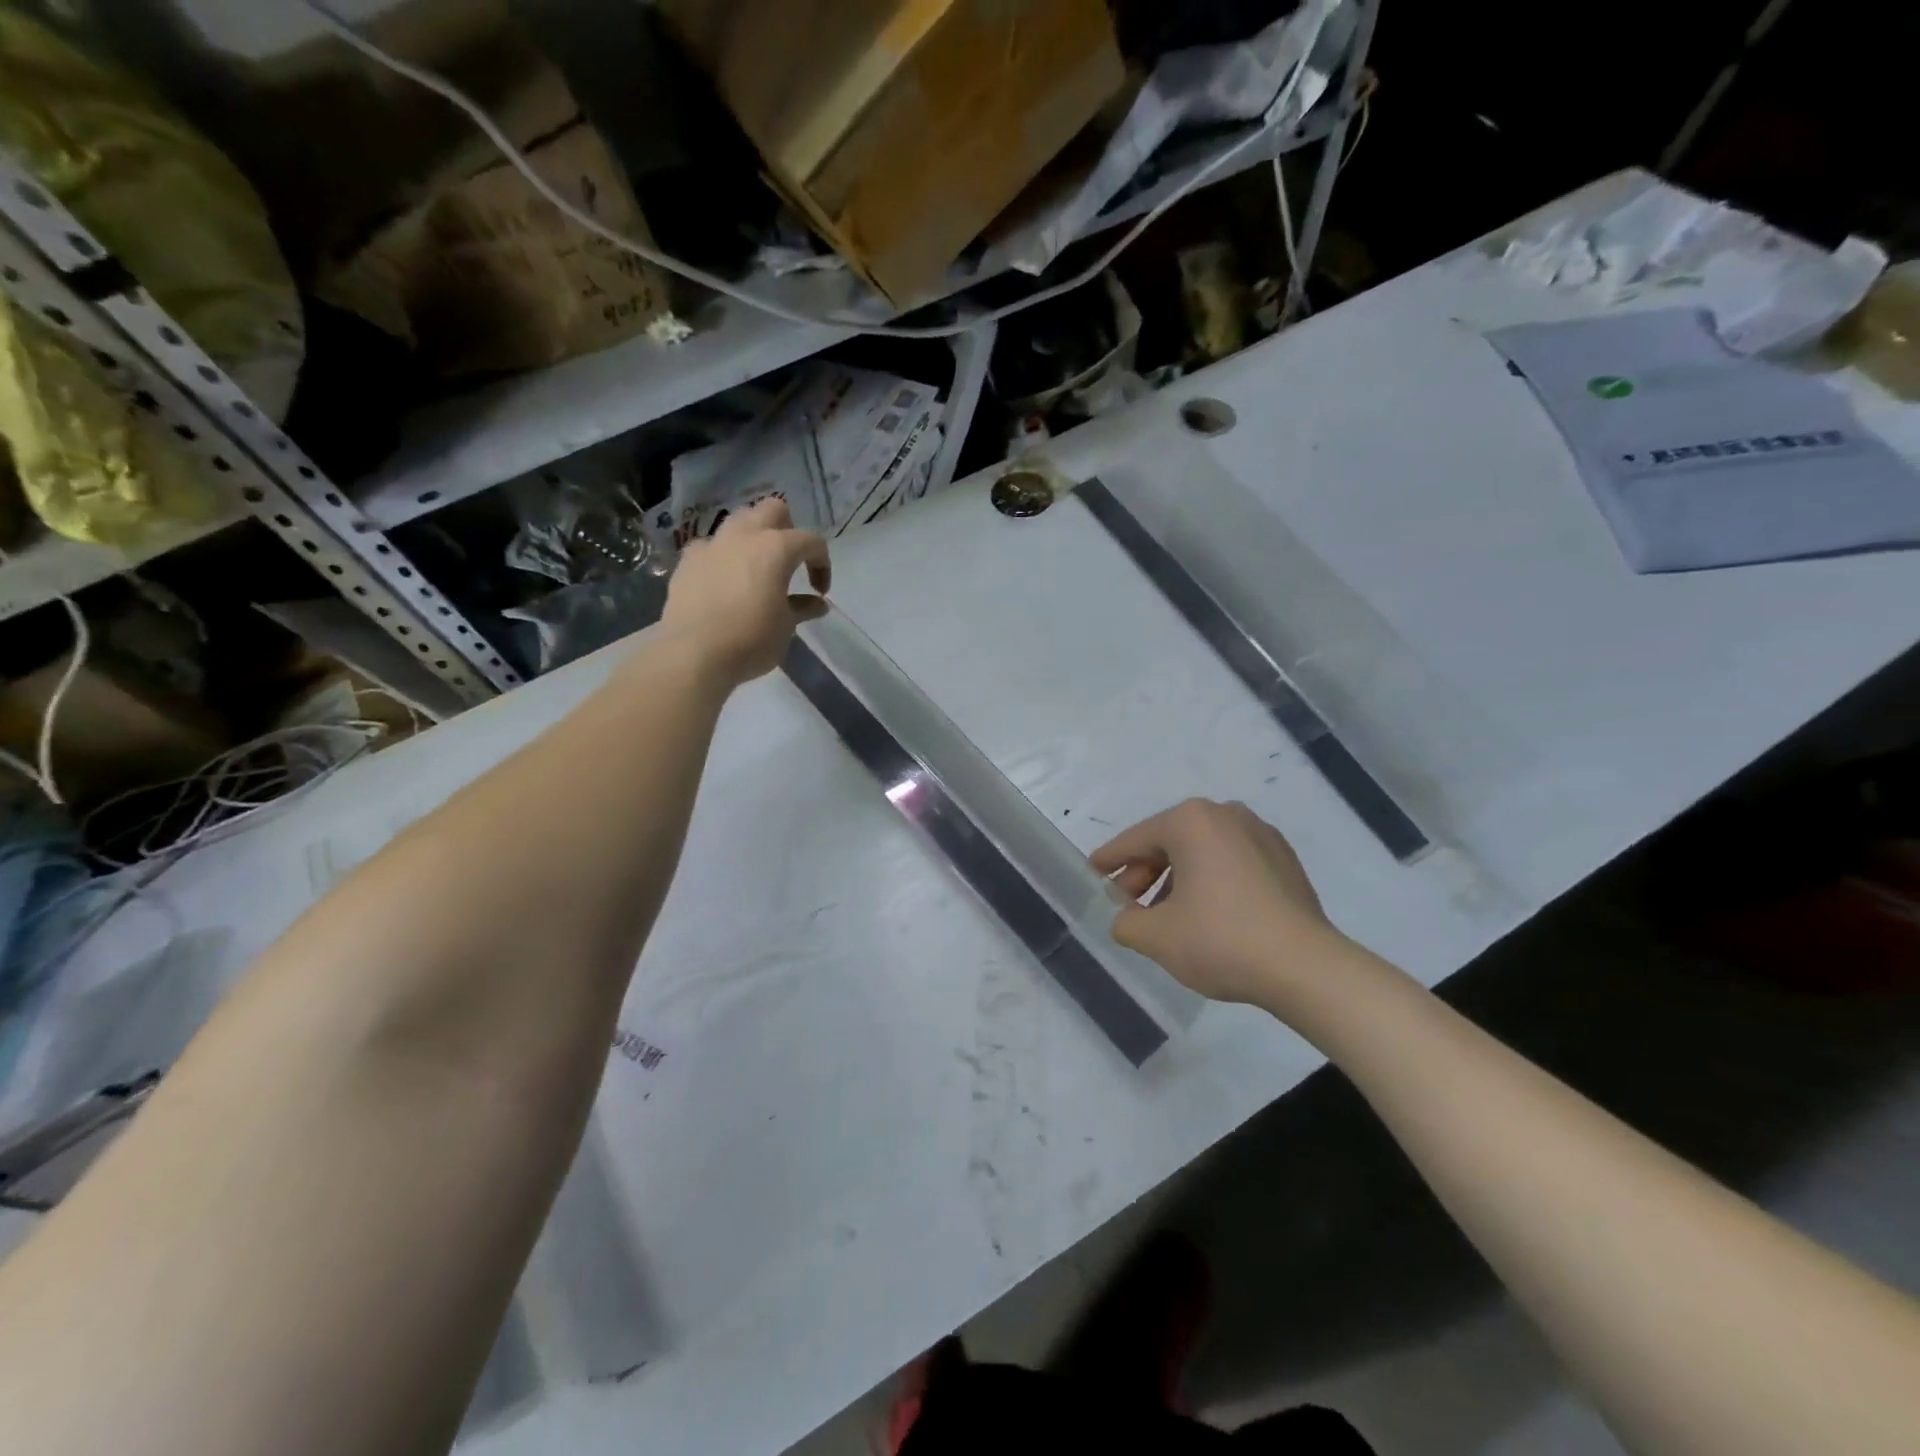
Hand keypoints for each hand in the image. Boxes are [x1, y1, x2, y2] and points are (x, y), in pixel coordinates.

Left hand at [662, 498, 830, 683]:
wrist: (694, 653)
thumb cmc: (751, 639)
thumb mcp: (786, 627)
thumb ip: (802, 608)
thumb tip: (817, 604)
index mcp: (776, 548)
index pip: (811, 542)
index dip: (822, 564)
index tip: (820, 591)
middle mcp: (744, 536)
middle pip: (772, 510)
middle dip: (786, 529)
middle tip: (789, 561)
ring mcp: (712, 545)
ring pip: (738, 522)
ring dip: (752, 537)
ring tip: (755, 567)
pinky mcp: (687, 561)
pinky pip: (710, 547)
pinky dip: (721, 557)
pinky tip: (722, 580)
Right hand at [1090, 799, 1349, 1011]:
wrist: (1306, 968)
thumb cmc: (1221, 940)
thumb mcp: (1156, 936)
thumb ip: (1126, 922)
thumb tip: (1127, 918)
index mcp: (1191, 821)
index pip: (1136, 839)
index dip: (1110, 860)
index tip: (1092, 871)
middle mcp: (1226, 815)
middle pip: (1170, 842)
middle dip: (1145, 874)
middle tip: (1128, 906)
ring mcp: (1261, 835)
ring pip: (1202, 852)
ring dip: (1177, 880)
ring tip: (1166, 917)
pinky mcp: (1285, 860)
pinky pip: (1232, 863)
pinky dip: (1210, 882)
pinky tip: (1205, 915)